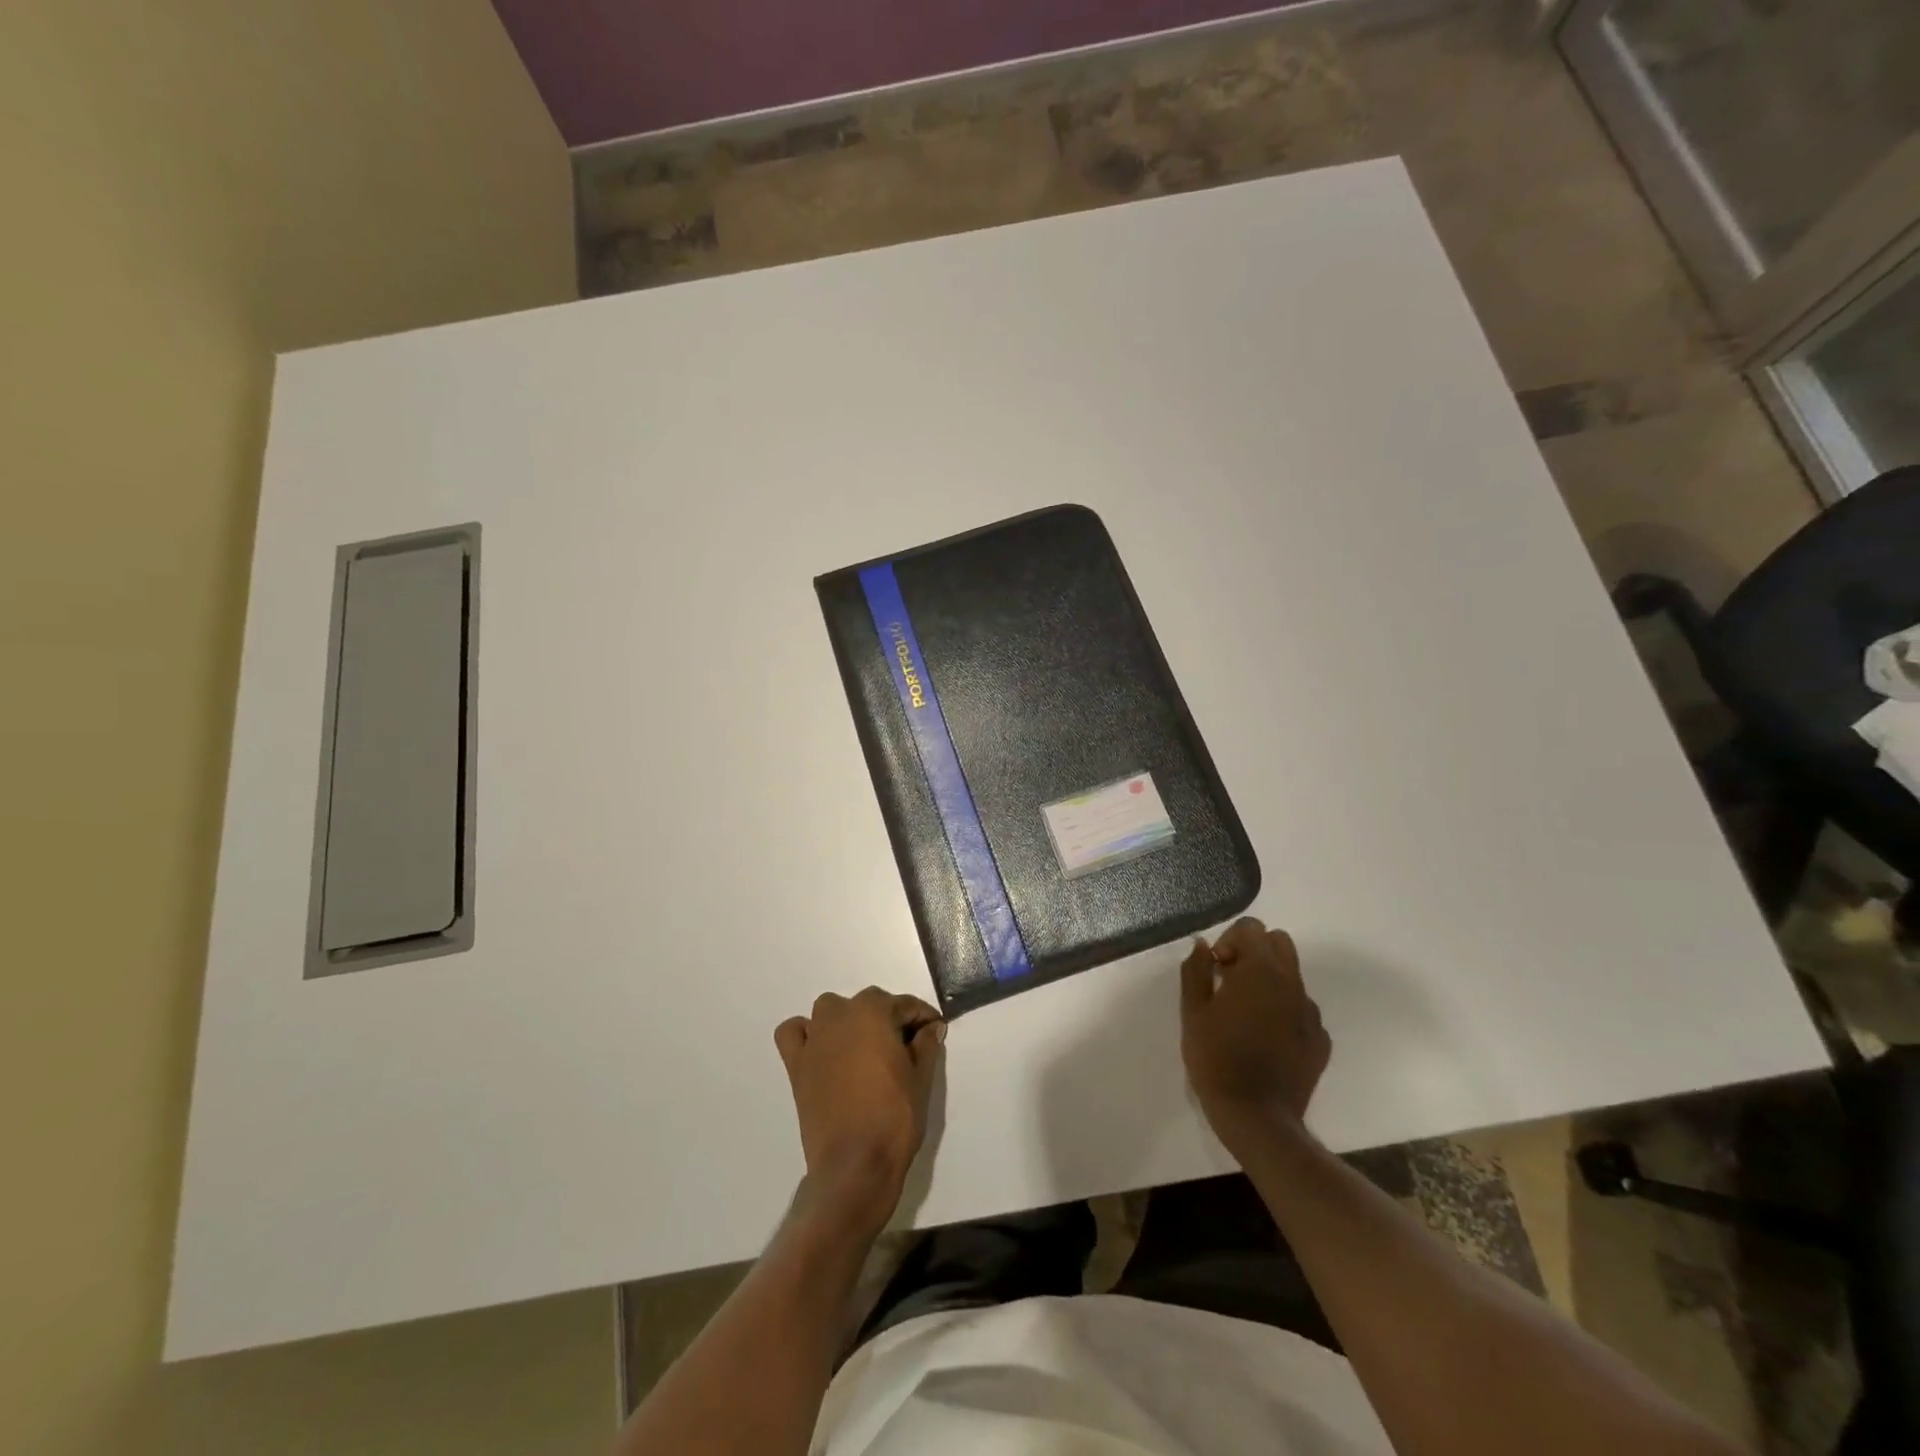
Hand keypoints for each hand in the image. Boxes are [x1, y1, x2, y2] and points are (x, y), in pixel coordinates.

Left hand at [774, 988, 944, 1229]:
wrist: (855, 1165)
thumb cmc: (894, 1118)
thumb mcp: (921, 1079)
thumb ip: (927, 1045)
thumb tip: (931, 1027)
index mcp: (874, 1012)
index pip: (905, 1005)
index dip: (924, 1018)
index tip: (935, 1032)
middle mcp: (840, 1015)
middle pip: (870, 1004)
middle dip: (890, 1019)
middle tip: (907, 1048)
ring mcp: (814, 1038)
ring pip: (832, 1010)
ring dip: (849, 1020)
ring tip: (866, 1048)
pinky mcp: (796, 1064)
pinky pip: (795, 1032)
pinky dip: (807, 1033)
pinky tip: (823, 1049)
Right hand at [1181, 918, 1329, 1153]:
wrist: (1258, 1118)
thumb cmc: (1216, 1058)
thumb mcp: (1192, 1012)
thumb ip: (1195, 971)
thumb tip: (1202, 946)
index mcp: (1260, 970)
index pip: (1251, 928)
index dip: (1229, 941)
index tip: (1215, 969)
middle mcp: (1291, 983)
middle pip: (1279, 942)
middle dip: (1253, 952)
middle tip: (1230, 981)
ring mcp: (1311, 1012)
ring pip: (1292, 975)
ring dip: (1269, 980)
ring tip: (1246, 1013)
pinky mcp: (1320, 1039)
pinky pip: (1301, 1008)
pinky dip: (1283, 1010)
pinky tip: (1266, 1038)